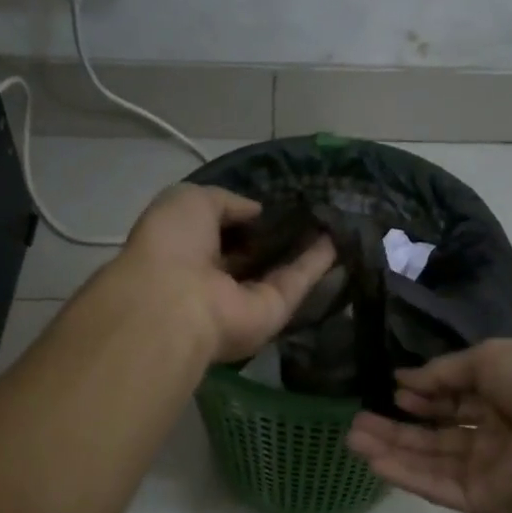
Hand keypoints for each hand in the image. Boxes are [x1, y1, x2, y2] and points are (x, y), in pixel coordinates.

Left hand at [121, 184, 334, 363]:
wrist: (175, 302)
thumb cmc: (172, 244)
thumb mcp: (191, 200)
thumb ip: (227, 201)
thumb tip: (257, 211)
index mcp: (186, 248)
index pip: (220, 229)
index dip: (244, 215)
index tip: (272, 199)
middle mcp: (215, 276)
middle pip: (251, 253)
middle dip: (277, 233)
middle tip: (310, 208)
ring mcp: (244, 298)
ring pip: (278, 268)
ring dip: (303, 246)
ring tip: (332, 218)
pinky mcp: (272, 312)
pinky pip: (296, 282)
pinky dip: (317, 262)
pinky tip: (339, 238)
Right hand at [346, 339, 511, 512]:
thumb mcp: (484, 358)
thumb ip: (441, 373)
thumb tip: (402, 378)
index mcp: (500, 399)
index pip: (452, 400)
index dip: (422, 395)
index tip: (393, 389)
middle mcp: (492, 436)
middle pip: (435, 434)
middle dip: (396, 427)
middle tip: (357, 421)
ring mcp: (486, 470)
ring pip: (429, 461)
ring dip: (391, 450)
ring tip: (353, 438)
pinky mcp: (481, 499)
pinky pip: (437, 486)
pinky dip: (405, 474)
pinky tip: (374, 461)